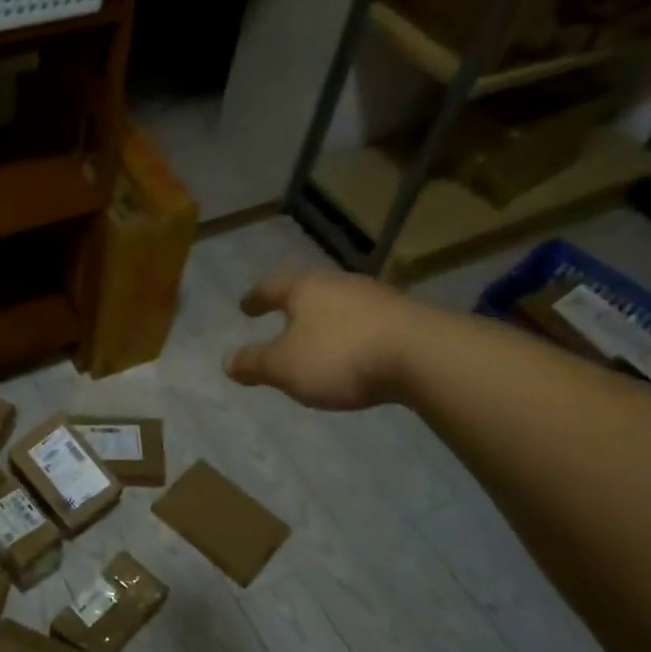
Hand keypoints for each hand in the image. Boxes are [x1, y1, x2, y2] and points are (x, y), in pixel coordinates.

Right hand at [224, 269, 435, 409]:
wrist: (423, 355)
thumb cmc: (340, 356)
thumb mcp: (284, 367)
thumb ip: (254, 364)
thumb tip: (227, 361)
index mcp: (305, 289)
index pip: (272, 287)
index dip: (256, 298)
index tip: (245, 307)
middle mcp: (339, 284)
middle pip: (309, 290)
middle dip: (294, 305)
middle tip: (282, 319)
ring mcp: (376, 297)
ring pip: (340, 304)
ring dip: (326, 319)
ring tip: (318, 339)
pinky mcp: (405, 317)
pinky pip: (367, 322)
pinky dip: (353, 333)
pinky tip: (355, 351)